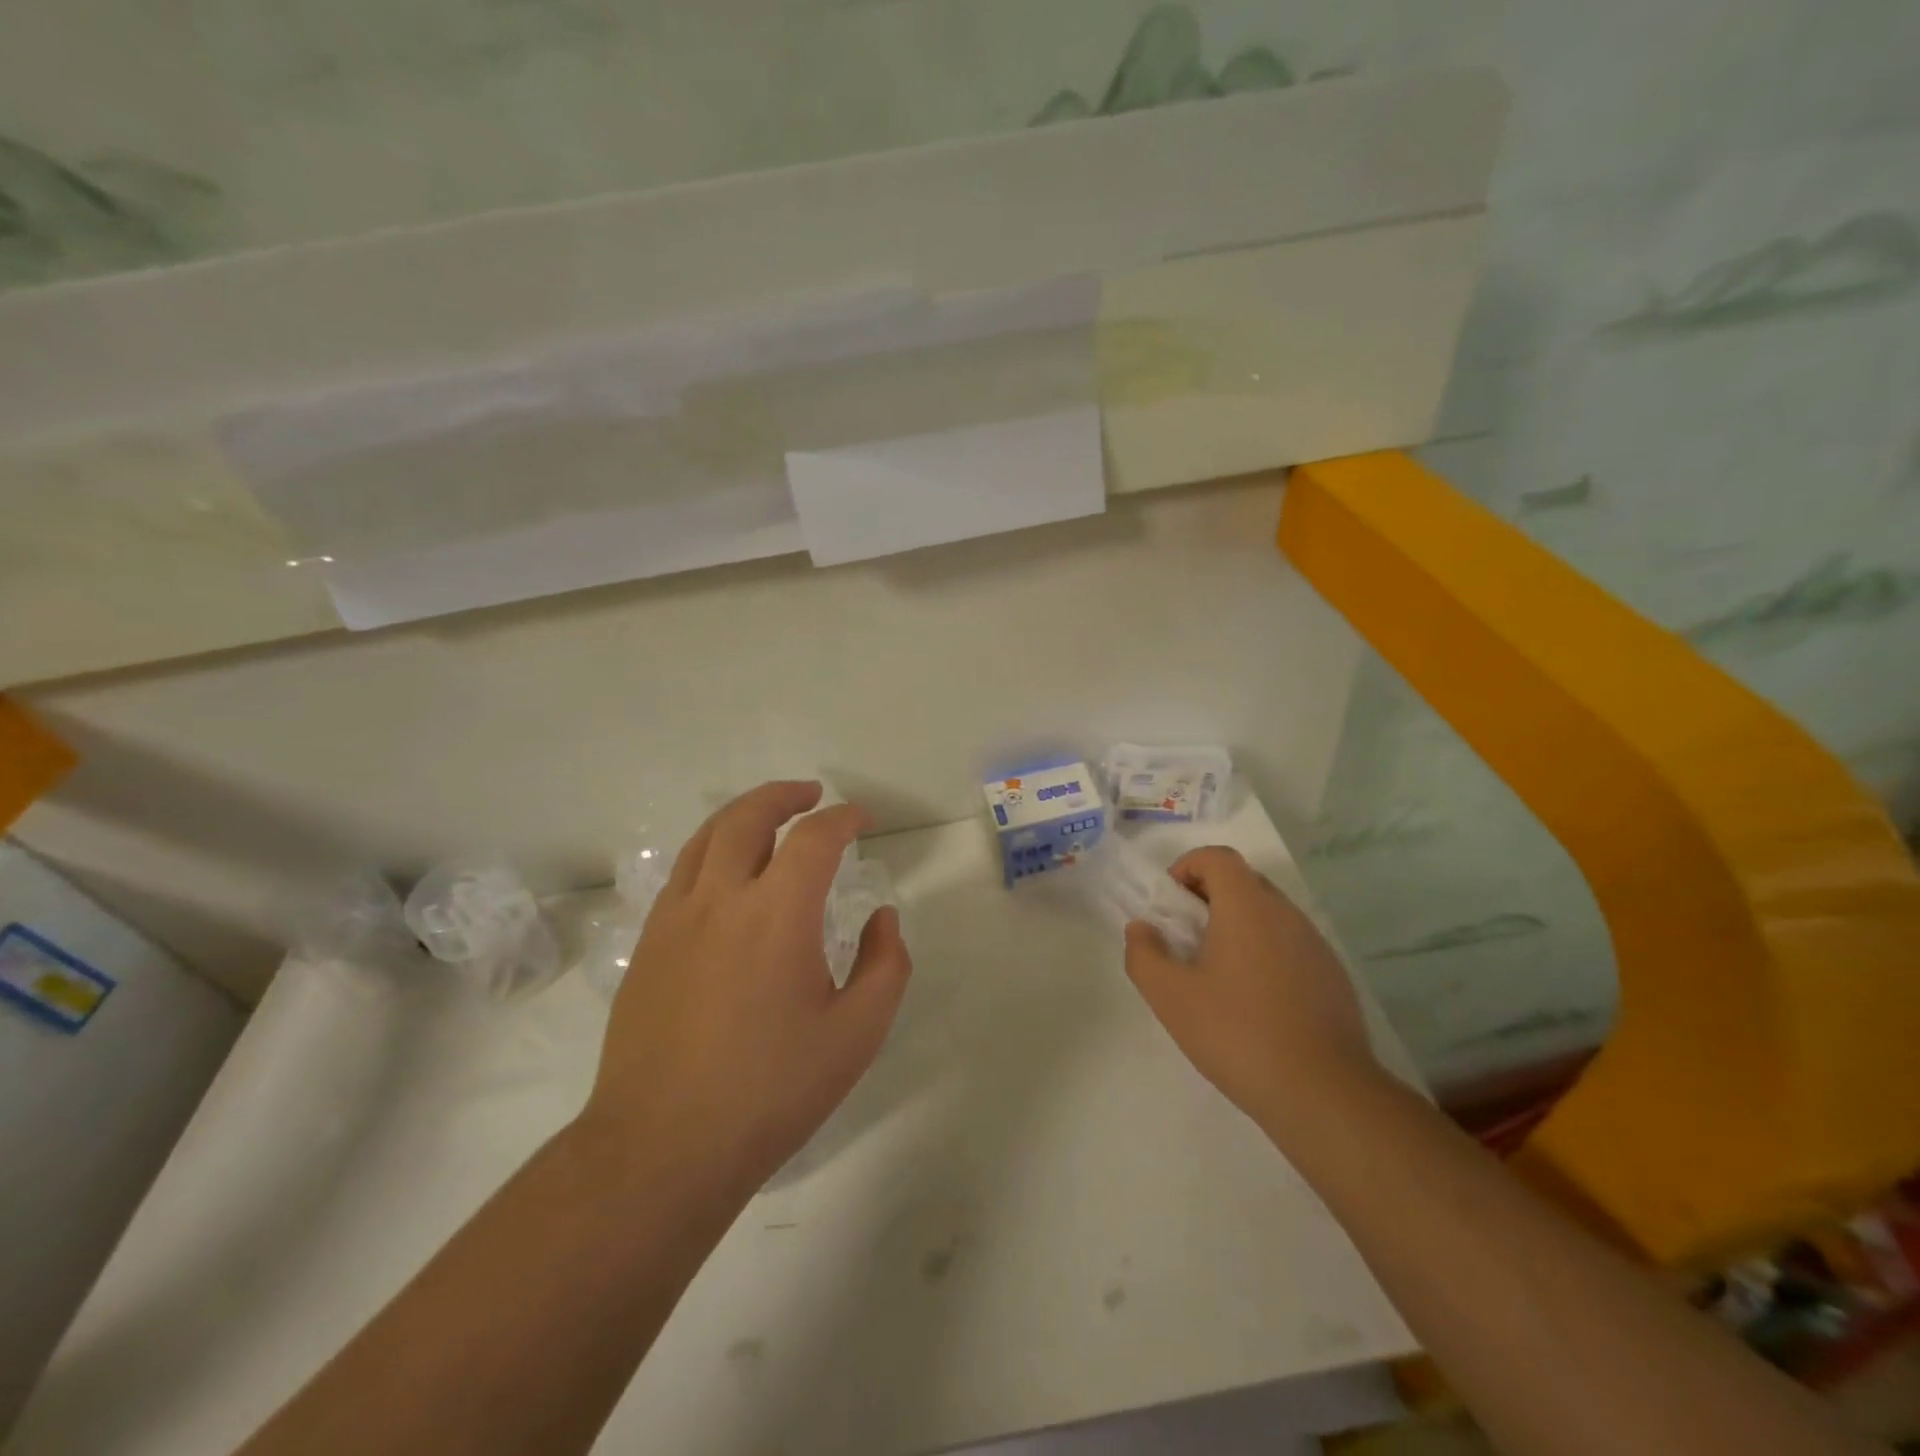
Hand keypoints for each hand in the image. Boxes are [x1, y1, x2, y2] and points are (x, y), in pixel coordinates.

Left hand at [581, 782, 912, 1203]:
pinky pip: (682, 873)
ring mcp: (675, 919)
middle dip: (784, 796)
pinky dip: (711, 850)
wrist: (662, 1147)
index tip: (862, 820)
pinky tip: (726, 874)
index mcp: (777, 913)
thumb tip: (882, 917)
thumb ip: (885, 964)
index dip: (844, 818)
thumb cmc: (771, 1090)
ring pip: (706, 838)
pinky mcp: (648, 945)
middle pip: (748, 817)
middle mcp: (721, 899)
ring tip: (768, 817)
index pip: (815, 837)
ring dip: (743, 814)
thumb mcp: (857, 1034)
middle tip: (812, 794)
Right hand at [1123, 846, 1379, 1134]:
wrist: (1324, 1094)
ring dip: (1237, 926)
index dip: (1187, 867)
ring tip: (1216, 974)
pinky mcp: (1333, 976)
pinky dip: (1264, 953)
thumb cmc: (1238, 1034)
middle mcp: (1286, 913)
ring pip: (1268, 914)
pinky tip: (1254, 1002)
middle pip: (1243, 881)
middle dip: (1208, 897)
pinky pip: (1290, 945)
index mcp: (1247, 906)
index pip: (1217, 857)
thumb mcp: (1170, 997)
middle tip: (1186, 939)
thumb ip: (1144, 954)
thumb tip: (1142, 929)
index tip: (1170, 904)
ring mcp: (1315, 944)